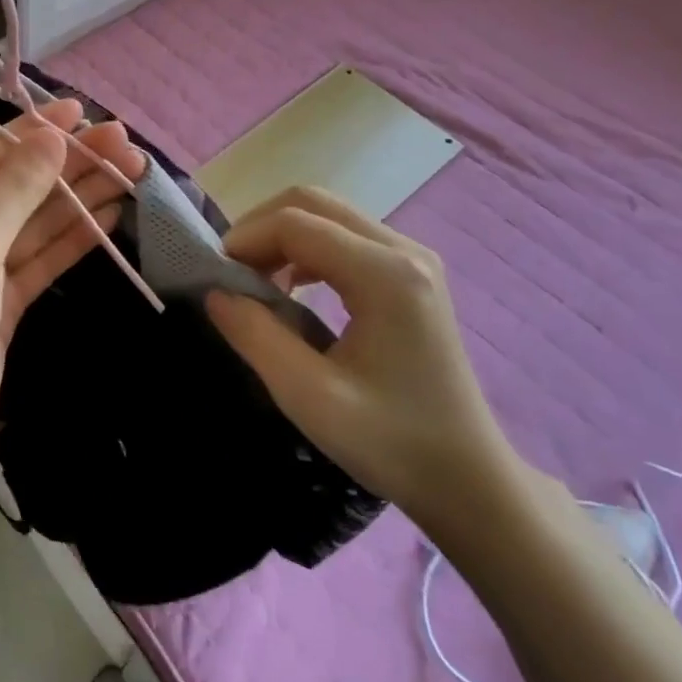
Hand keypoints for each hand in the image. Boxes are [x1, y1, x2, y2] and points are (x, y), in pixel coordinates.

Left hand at [0, 99, 146, 492]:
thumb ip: (14, 192)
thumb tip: (53, 137)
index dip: (37, 134)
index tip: (85, 112)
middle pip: (14, 187)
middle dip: (68, 166)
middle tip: (125, 143)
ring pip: (32, 223)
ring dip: (78, 199)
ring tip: (130, 172)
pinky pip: (38, 260)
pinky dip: (71, 240)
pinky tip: (109, 216)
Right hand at [204, 187, 525, 536]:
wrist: (467, 478)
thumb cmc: (391, 442)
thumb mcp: (308, 396)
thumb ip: (255, 336)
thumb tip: (214, 292)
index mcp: (385, 275)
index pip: (295, 223)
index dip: (245, 240)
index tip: (214, 277)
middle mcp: (404, 251)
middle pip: (312, 203)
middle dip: (260, 229)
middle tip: (230, 273)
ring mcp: (412, 259)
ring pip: (327, 215)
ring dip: (281, 237)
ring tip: (254, 282)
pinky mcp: (411, 275)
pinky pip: (345, 238)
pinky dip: (305, 250)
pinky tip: (290, 288)